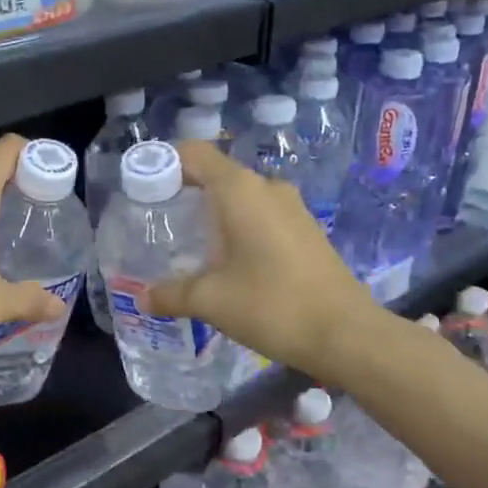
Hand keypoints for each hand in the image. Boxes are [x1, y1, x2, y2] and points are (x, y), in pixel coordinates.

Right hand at [139, 141, 387, 378]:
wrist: (346, 334)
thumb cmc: (271, 305)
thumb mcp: (210, 301)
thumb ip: (170, 294)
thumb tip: (143, 298)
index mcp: (239, 190)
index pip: (194, 154)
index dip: (164, 162)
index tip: (141, 187)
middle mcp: (266, 188)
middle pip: (215, 174)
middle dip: (183, 192)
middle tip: (157, 221)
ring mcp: (291, 208)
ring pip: (240, 197)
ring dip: (212, 212)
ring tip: (187, 244)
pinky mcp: (305, 230)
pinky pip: (260, 214)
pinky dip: (237, 227)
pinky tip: (226, 261)